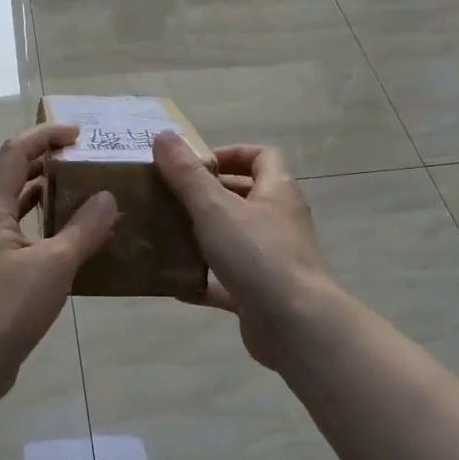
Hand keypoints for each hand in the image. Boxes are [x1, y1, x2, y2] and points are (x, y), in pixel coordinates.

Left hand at [0, 124, 117, 392]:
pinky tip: (62, 240)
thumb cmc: (8, 306)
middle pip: (2, 173)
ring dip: (33, 192)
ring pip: (4, 204)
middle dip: (36, 160)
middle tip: (70, 163)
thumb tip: (107, 196)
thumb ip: (84, 228)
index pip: (14, 152)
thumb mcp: (56, 264)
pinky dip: (34, 225)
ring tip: (70, 194)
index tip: (78, 135)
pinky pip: (12, 233)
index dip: (45, 136)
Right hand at [153, 134, 337, 371]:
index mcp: (277, 192)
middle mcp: (279, 221)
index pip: (261, 156)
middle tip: (170, 197)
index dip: (230, 153)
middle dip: (207, 194)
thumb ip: (186, 174)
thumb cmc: (258, 254)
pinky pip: (226, 281)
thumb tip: (163, 135)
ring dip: (202, 236)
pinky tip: (172, 282)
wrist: (295, 324)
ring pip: (233, 239)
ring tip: (164, 233)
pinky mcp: (260, 294)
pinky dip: (201, 280)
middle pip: (245, 196)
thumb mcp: (214, 207)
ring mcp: (271, 259)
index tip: (194, 164)